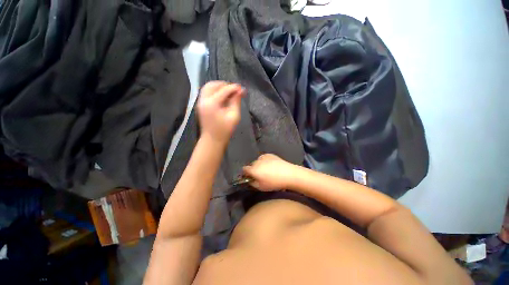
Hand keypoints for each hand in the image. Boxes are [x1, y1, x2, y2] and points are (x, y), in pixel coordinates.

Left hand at [197, 81, 243, 143]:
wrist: (212, 140)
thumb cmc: (225, 130)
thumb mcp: (234, 116)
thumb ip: (236, 102)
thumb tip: (241, 91)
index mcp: (212, 103)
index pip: (224, 90)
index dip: (234, 88)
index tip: (242, 89)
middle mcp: (203, 100)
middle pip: (213, 84)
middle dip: (225, 85)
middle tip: (235, 90)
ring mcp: (200, 102)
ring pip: (208, 87)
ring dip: (219, 86)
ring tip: (229, 92)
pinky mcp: (200, 104)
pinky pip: (206, 92)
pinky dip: (214, 90)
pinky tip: (222, 96)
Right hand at [242, 154, 297, 190]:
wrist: (288, 174)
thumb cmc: (274, 183)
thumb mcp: (261, 187)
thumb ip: (252, 183)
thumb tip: (249, 179)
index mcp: (253, 169)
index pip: (244, 169)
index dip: (246, 174)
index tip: (250, 177)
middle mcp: (256, 161)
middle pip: (251, 165)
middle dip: (254, 170)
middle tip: (260, 175)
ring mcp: (263, 157)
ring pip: (258, 161)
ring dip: (259, 165)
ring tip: (267, 171)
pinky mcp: (270, 155)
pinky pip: (264, 158)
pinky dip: (265, 161)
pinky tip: (271, 166)